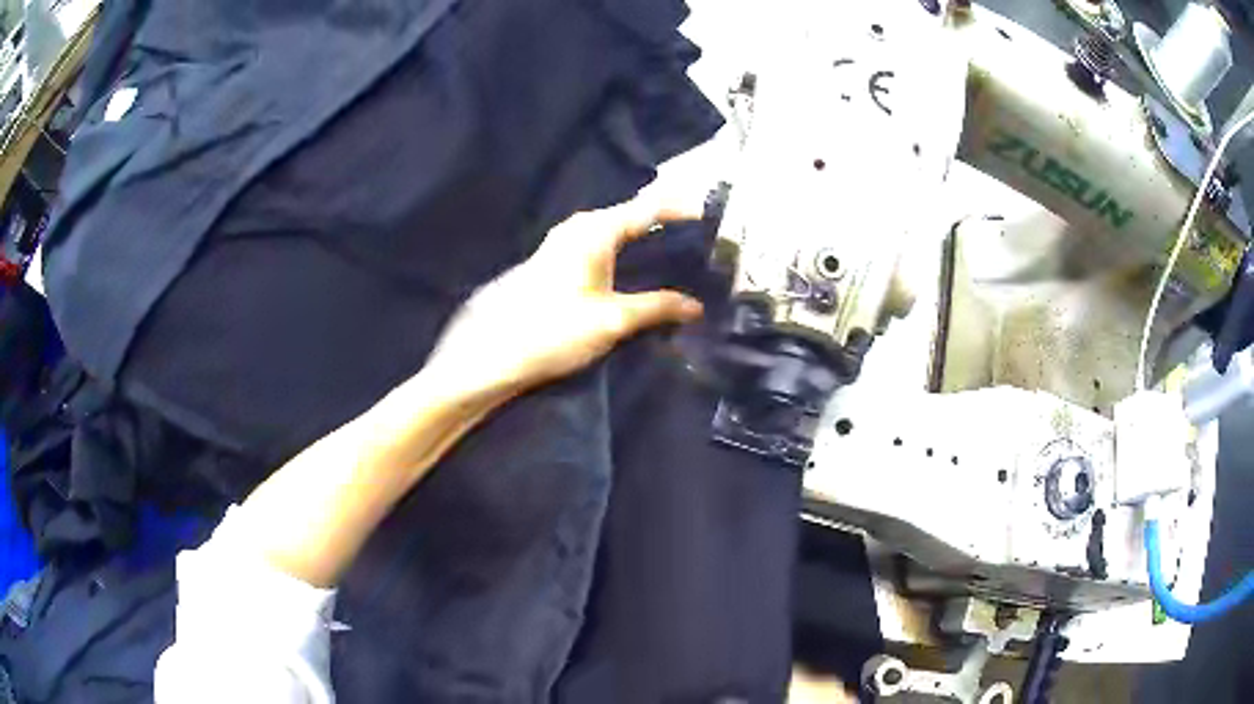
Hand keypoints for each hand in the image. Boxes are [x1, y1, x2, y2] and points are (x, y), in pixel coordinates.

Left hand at [426, 197, 704, 401]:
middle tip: (704, 239)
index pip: (650, 208)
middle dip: (668, 222)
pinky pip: (603, 243)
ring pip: (617, 229)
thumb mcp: (613, 319)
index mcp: (595, 229)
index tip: (714, 217)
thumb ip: (658, 307)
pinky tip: (642, 267)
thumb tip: (696, 306)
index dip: (683, 209)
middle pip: (633, 215)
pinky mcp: (558, 260)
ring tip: (681, 252)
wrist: (495, 353)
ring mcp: (565, 241)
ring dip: (647, 237)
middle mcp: (580, 226)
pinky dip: (628, 250)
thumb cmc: (554, 330)